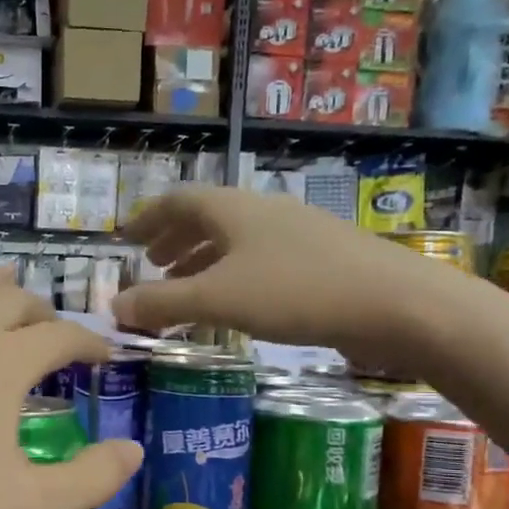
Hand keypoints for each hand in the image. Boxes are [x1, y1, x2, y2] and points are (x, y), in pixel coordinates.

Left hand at [0, 232, 142, 508]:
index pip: (62, 337)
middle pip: (14, 303)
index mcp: (5, 363)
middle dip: (44, 313)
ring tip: (8, 280)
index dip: (90, 343)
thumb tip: (134, 449)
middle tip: (54, 331)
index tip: (104, 356)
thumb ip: (91, 479)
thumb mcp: (28, 507)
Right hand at [113, 186, 471, 363]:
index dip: (148, 220)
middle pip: (206, 217)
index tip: (126, 239)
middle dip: (174, 240)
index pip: (177, 202)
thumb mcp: (218, 299)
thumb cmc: (296, 291)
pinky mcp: (319, 258)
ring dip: (202, 259)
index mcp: (233, 209)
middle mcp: (261, 211)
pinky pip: (258, 259)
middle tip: (152, 264)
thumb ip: (163, 302)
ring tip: (184, 286)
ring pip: (234, 240)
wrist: (395, 302)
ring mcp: (294, 233)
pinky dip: (232, 275)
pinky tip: (235, 302)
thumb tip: (114, 306)